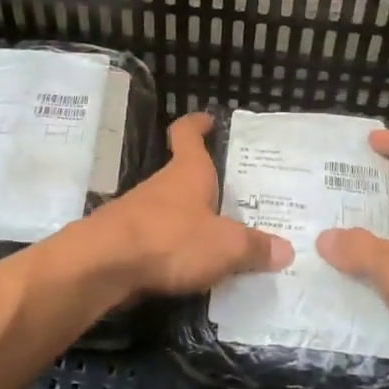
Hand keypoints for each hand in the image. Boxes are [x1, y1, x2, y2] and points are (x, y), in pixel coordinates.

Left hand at [88, 113, 292, 296]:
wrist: (103, 265)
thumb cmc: (171, 239)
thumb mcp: (226, 246)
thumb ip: (255, 247)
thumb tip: (285, 250)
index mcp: (188, 172)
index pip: (188, 133)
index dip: (197, 124)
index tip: (208, 120)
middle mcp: (163, 185)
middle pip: (184, 175)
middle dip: (207, 184)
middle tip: (238, 197)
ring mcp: (140, 212)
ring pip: (172, 209)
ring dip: (191, 220)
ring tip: (222, 239)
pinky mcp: (127, 242)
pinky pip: (160, 239)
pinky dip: (176, 248)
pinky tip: (193, 268)